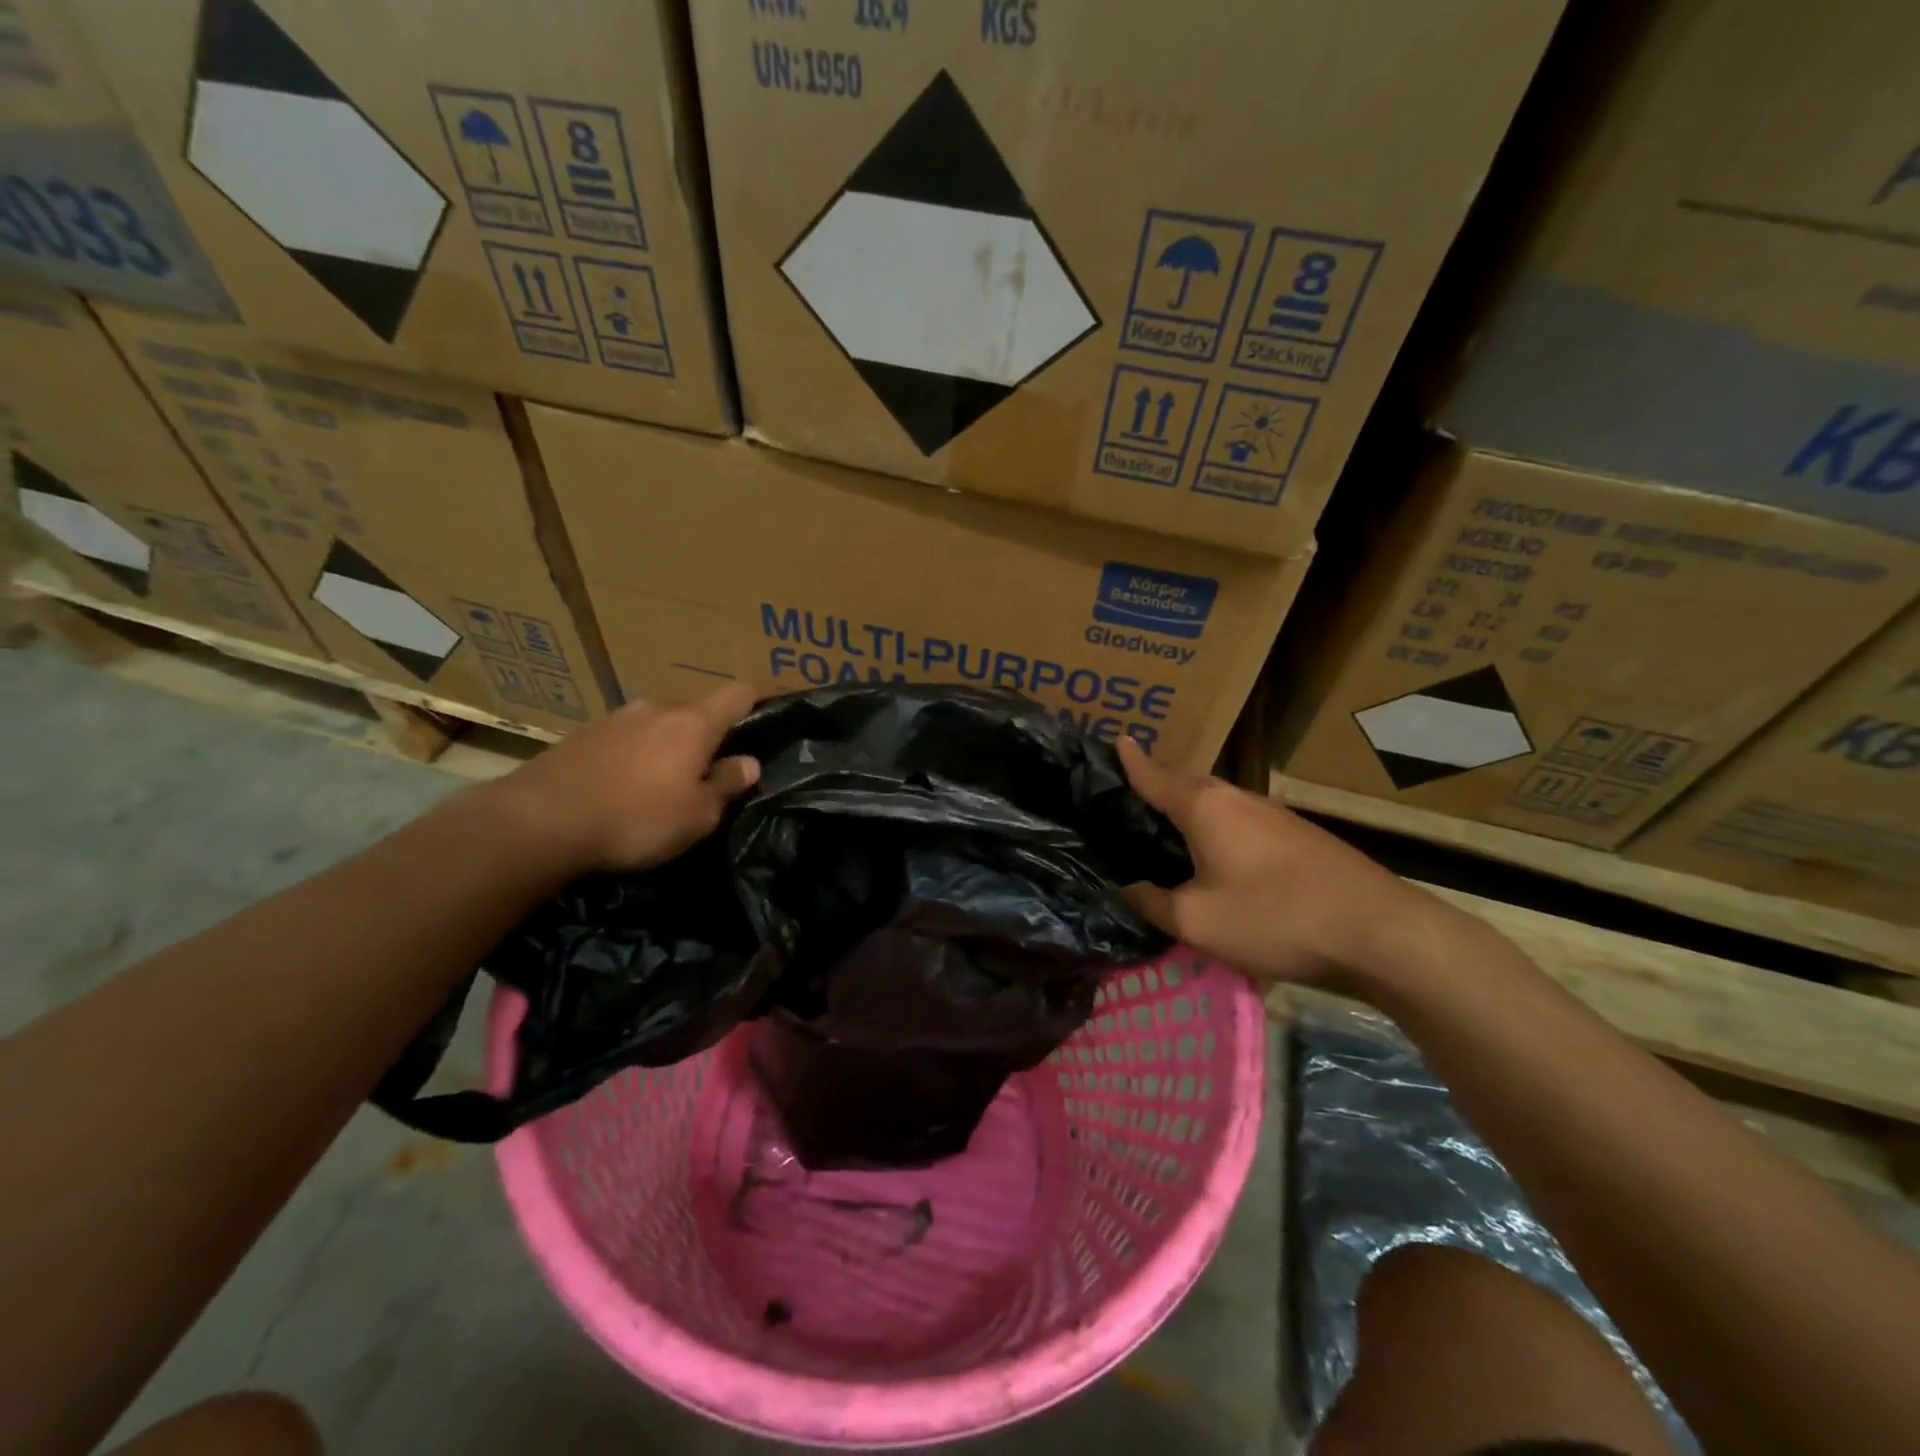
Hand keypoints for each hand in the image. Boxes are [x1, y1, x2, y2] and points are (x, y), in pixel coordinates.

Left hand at [481, 683, 762, 873]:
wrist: (538, 822)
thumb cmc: (636, 818)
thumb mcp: (696, 815)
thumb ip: (726, 784)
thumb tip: (749, 762)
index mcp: (693, 724)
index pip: (737, 694)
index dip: (759, 697)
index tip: (771, 707)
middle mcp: (656, 709)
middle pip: (695, 711)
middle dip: (707, 735)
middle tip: (710, 769)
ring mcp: (614, 719)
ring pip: (656, 725)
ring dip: (666, 746)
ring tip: (662, 782)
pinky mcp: (580, 737)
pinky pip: (623, 740)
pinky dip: (633, 756)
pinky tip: (622, 788)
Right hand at [1115, 737, 1426, 984]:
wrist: (1379, 933)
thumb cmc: (1274, 917)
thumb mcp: (1196, 920)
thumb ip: (1151, 903)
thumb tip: (1127, 889)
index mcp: (1205, 806)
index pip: (1154, 775)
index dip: (1131, 761)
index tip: (1115, 740)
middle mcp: (1238, 798)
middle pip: (1186, 785)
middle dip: (1158, 788)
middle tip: (1128, 805)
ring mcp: (1274, 815)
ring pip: (1217, 806)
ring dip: (1190, 814)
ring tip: (1166, 835)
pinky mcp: (1298, 837)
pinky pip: (1240, 824)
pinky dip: (1217, 832)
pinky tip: (1217, 861)